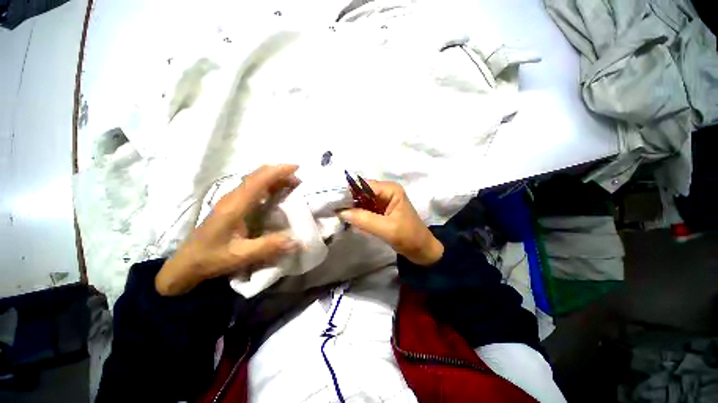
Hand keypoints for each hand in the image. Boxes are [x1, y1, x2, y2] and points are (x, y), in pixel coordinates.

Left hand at [156, 165, 300, 295]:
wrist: (186, 264)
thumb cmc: (211, 258)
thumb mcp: (240, 256)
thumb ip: (268, 246)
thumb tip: (296, 240)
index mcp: (234, 205)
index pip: (258, 180)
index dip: (278, 171)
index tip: (297, 167)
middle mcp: (233, 197)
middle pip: (257, 175)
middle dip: (279, 173)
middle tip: (299, 180)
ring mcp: (231, 200)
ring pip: (255, 179)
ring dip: (275, 178)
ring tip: (293, 185)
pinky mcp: (232, 205)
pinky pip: (253, 187)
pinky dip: (269, 185)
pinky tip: (277, 193)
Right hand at [339, 181, 443, 265]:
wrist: (422, 251)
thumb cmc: (409, 237)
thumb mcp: (387, 229)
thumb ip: (363, 219)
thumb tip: (341, 212)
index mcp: (390, 190)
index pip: (364, 185)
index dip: (348, 191)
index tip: (332, 200)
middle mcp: (385, 191)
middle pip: (361, 191)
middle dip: (347, 200)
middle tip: (331, 208)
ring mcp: (382, 201)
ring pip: (360, 200)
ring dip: (350, 207)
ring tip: (335, 213)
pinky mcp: (379, 211)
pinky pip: (364, 209)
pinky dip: (356, 214)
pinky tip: (347, 219)